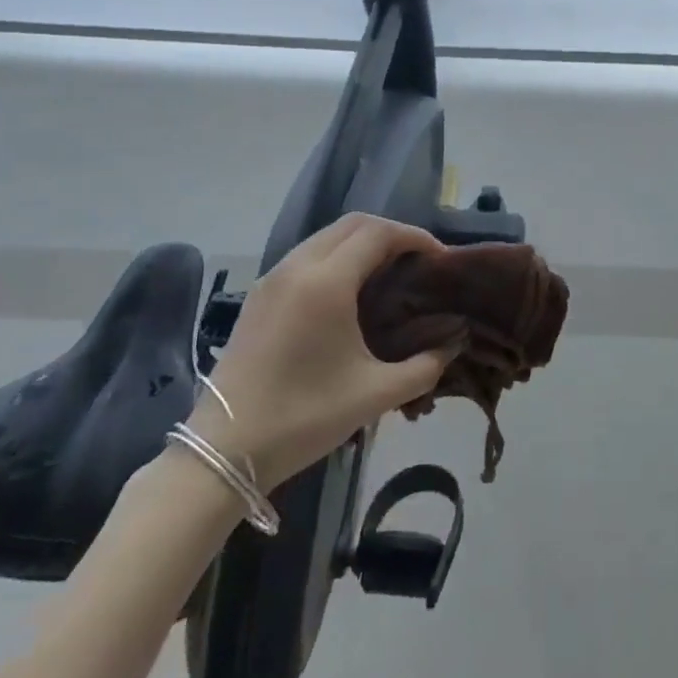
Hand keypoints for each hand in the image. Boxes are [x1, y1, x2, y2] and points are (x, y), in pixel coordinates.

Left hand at [189, 213, 460, 491]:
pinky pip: (306, 255)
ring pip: (326, 237)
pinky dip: (336, 257)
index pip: (378, 233)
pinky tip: (349, 291)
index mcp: (327, 282)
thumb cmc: (304, 417)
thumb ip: (425, 366)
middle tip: (418, 261)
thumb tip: (454, 342)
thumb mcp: (375, 394)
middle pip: (352, 224)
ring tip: (388, 273)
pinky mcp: (258, 295)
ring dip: (361, 243)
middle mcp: (298, 266)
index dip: (415, 237)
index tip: (440, 258)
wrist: (223, 452)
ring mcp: (272, 278)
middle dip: (391, 234)